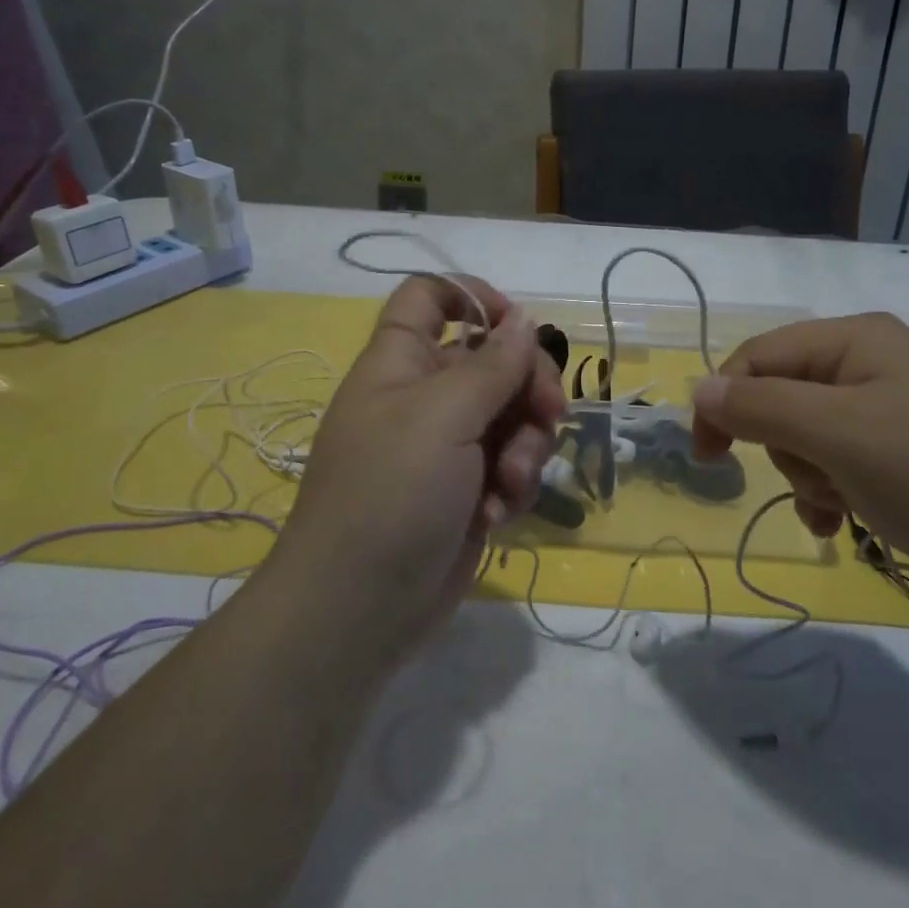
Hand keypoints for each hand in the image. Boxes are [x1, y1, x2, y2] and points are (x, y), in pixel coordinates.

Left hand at [277, 276, 564, 658]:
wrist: (359, 610)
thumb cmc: (391, 493)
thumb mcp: (444, 416)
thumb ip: (493, 364)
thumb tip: (524, 319)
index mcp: (403, 361)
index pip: (431, 297)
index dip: (475, 297)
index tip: (519, 326)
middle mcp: (426, 396)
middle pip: (496, 360)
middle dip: (529, 388)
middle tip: (549, 415)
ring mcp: (449, 446)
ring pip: (515, 416)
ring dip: (525, 448)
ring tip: (506, 487)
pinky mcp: (469, 490)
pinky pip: (511, 465)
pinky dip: (512, 488)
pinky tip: (495, 518)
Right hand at [690, 313, 908, 615]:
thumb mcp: (838, 433)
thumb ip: (762, 407)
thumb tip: (700, 390)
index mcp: (857, 340)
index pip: (760, 356)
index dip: (725, 400)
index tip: (708, 456)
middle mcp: (871, 365)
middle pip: (783, 398)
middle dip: (786, 447)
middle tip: (817, 477)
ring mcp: (889, 411)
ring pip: (806, 437)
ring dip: (809, 477)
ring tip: (841, 504)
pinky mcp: (903, 454)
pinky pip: (836, 463)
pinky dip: (829, 493)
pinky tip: (842, 523)